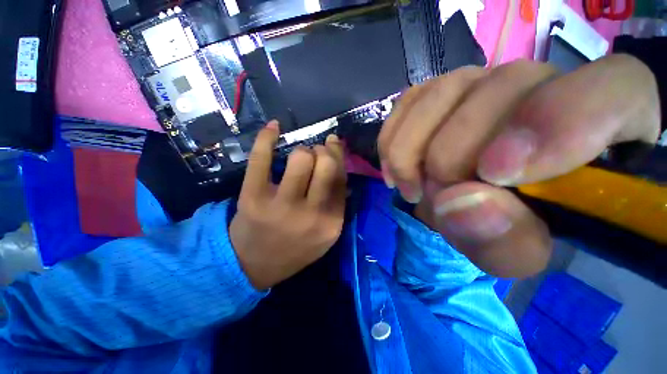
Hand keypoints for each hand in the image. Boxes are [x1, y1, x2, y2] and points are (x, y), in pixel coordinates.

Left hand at [230, 121, 346, 289]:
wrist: (255, 265)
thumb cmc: (296, 247)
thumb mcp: (326, 233)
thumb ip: (338, 203)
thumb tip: (341, 163)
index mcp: (331, 222)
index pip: (341, 178)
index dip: (338, 156)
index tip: (333, 147)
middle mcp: (310, 213)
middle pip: (325, 163)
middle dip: (323, 152)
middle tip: (316, 155)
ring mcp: (280, 205)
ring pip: (300, 157)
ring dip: (302, 151)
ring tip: (299, 157)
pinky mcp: (252, 197)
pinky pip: (261, 158)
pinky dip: (266, 138)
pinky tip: (273, 127)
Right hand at [379, 55, 660, 277]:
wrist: (473, 201)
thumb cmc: (513, 227)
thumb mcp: (518, 252)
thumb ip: (505, 241)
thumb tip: (459, 206)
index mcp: (610, 122)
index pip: (615, 90)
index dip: (556, 124)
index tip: (493, 175)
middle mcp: (546, 80)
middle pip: (502, 89)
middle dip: (452, 159)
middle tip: (437, 200)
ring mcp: (483, 79)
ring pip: (440, 93)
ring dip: (412, 153)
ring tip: (412, 189)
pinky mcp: (439, 92)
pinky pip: (407, 103)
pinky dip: (392, 141)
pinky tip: (396, 170)